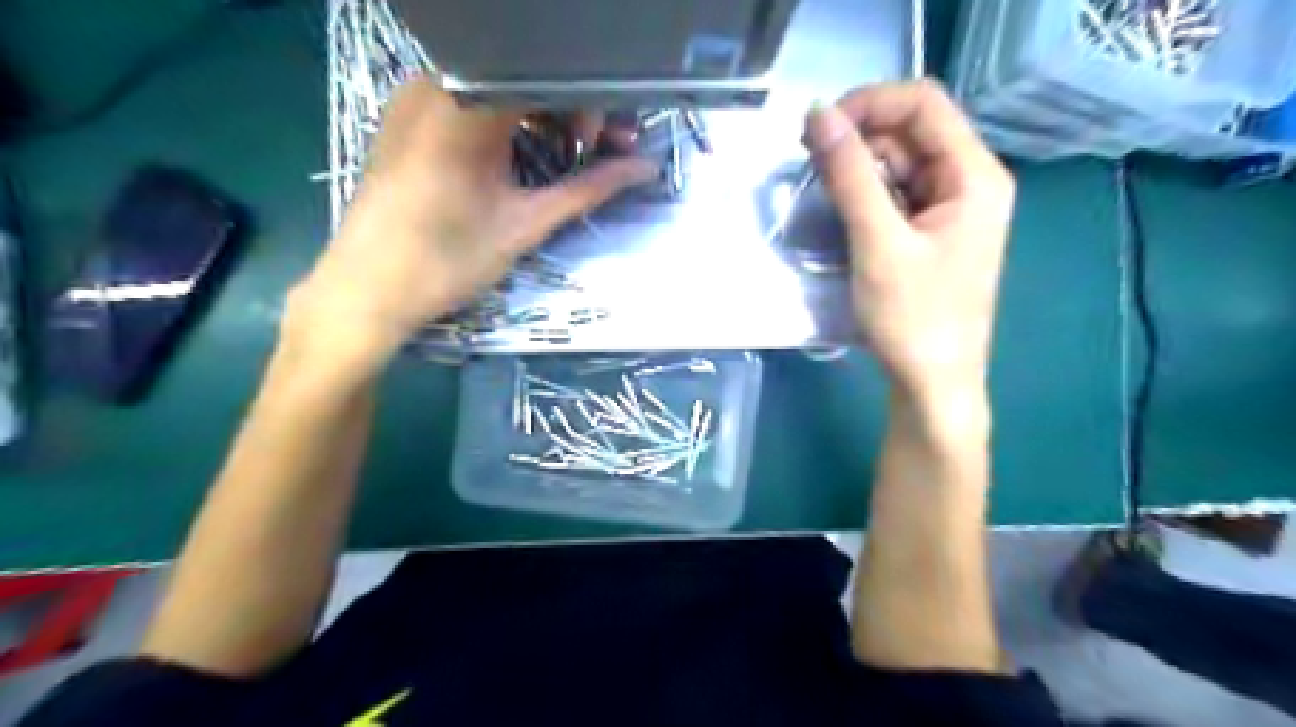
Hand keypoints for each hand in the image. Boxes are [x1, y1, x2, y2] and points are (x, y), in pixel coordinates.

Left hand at [290, 75, 659, 369]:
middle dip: (572, 111)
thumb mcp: (526, 222)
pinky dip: (508, 121)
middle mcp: (439, 81)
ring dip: (543, 117)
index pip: (551, 77)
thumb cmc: (448, 259)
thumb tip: (646, 170)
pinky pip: (472, 99)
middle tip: (596, 153)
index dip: (592, 106)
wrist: (367, 289)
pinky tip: (523, 155)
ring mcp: (417, 95)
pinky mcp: (407, 115)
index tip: (609, 146)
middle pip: (527, 77)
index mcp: (468, 101)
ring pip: (501, 87)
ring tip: (564, 158)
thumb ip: (589, 188)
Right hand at [806, 78, 1017, 403]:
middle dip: (858, 138)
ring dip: (857, 169)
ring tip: (818, 189)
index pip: (924, 104)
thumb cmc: (914, 318)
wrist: (932, 385)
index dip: (870, 103)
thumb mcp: (878, 243)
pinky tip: (839, 211)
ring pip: (899, 165)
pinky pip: (896, 196)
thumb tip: (817, 115)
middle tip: (808, 162)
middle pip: (911, 133)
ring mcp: (950, 210)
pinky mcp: (930, 234)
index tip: (819, 129)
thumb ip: (849, 176)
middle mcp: (969, 183)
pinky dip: (865, 196)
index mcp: (975, 176)